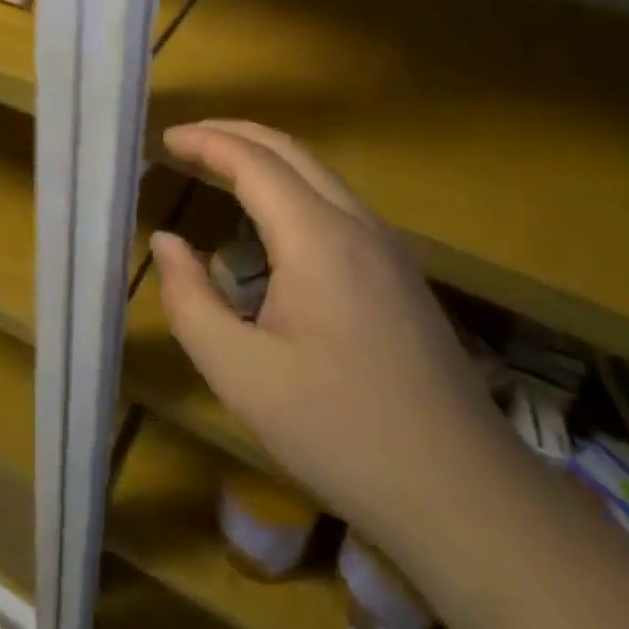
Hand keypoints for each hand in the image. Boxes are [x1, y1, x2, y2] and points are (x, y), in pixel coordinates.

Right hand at [151, 121, 516, 555]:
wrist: (464, 495)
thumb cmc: (341, 432)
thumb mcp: (241, 375)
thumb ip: (190, 300)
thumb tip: (167, 242)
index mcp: (318, 240)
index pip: (254, 161)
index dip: (206, 141)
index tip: (164, 138)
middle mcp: (357, 226)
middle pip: (291, 150)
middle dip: (234, 133)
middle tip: (186, 139)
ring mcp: (388, 248)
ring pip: (319, 174)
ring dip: (265, 158)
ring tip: (218, 167)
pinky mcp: (400, 274)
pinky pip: (336, 204)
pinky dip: (291, 187)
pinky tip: (271, 221)